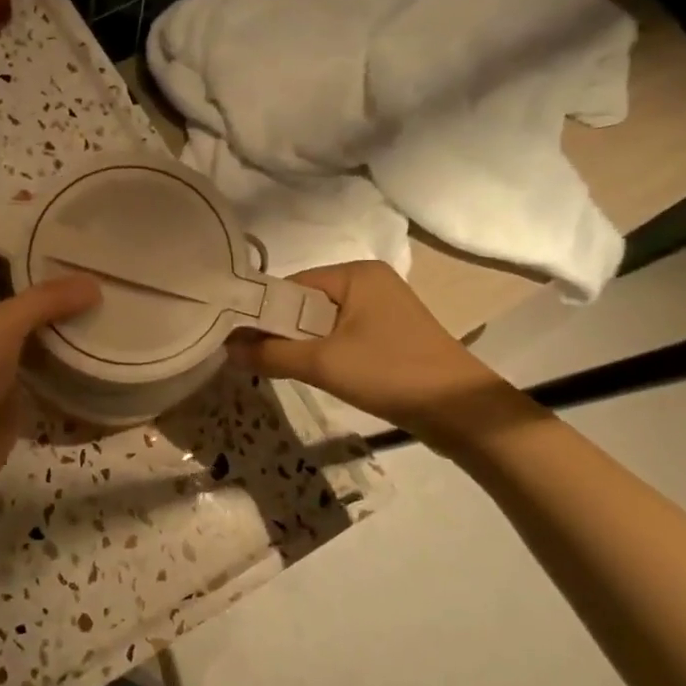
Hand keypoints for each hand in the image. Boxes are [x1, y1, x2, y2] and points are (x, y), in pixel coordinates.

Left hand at [0, 248, 100, 513]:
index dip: (15, 232)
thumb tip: (93, 284)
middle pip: (12, 287)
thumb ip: (46, 300)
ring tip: (101, 288)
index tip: (56, 216)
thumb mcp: (0, 323)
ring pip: (29, 323)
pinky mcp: (11, 387)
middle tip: (90, 253)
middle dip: (45, 270)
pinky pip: (40, 358)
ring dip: (58, 310)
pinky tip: (92, 335)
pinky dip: (62, 346)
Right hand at [227, 261, 517, 450]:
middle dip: (280, 331)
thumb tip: (227, 348)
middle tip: (252, 359)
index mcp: (355, 273)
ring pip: (322, 323)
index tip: (235, 340)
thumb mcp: (322, 363)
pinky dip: (322, 352)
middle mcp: (368, 282)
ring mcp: (381, 308)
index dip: (261, 312)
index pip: (291, 286)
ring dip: (299, 345)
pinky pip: (340, 336)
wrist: (459, 411)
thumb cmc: (390, 373)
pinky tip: (310, 373)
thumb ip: (270, 354)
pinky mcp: (389, 334)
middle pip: (305, 303)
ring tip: (276, 368)